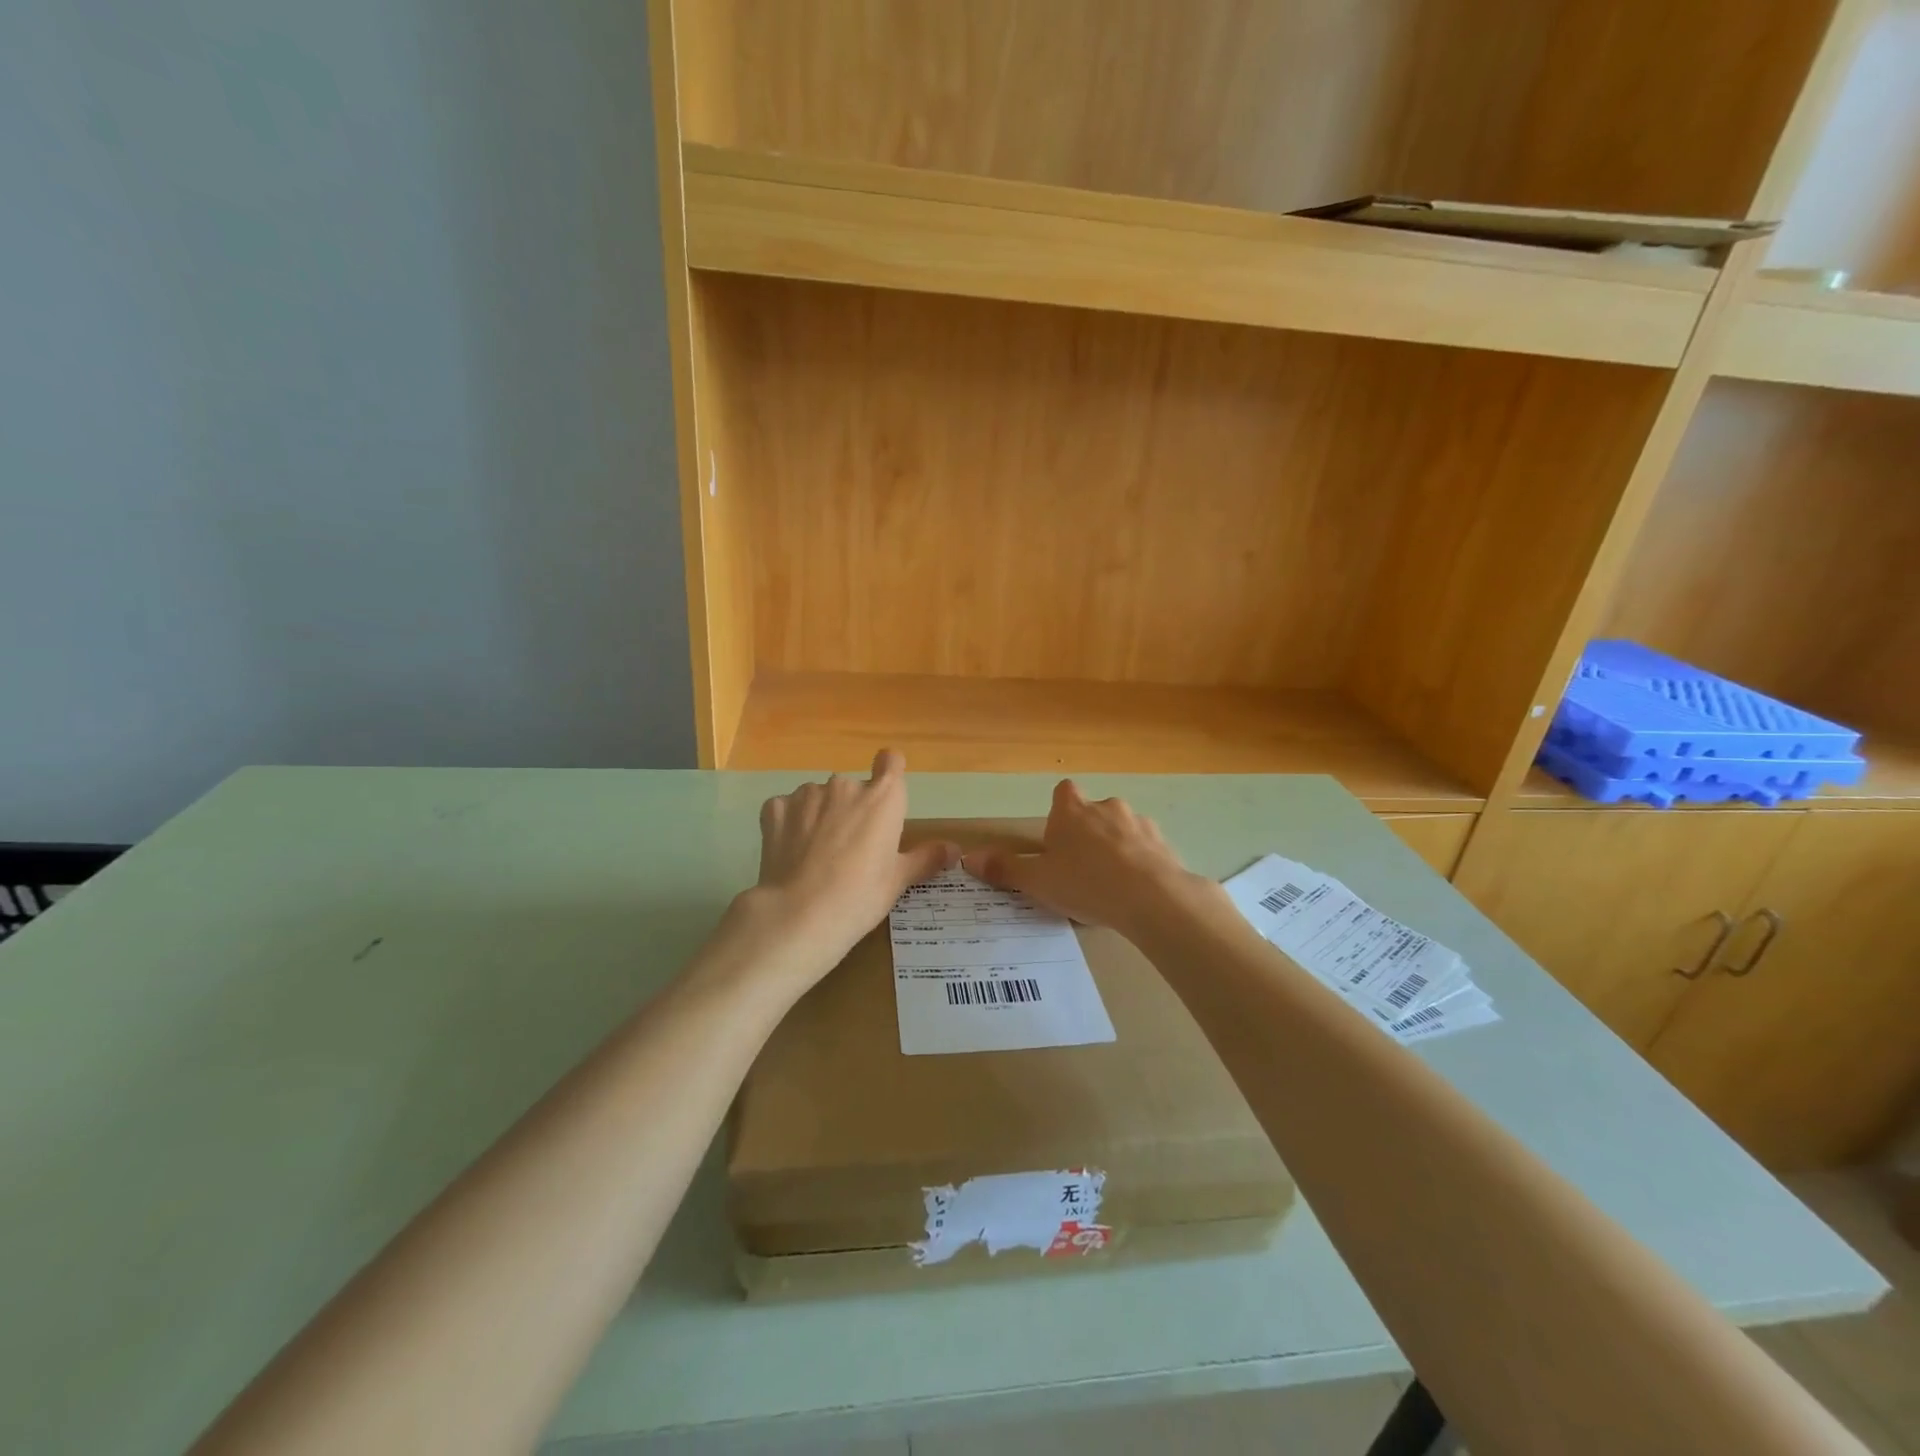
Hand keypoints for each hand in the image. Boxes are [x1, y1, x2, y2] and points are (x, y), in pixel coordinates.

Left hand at [747, 750, 957, 983]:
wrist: (800, 914)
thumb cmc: (860, 896)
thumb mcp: (898, 880)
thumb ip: (926, 858)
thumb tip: (955, 849)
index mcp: (883, 798)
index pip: (891, 761)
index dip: (889, 771)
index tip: (884, 794)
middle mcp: (846, 786)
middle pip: (853, 788)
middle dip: (851, 809)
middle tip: (848, 848)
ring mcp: (807, 794)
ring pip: (818, 797)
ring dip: (819, 815)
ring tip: (815, 854)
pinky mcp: (775, 808)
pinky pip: (786, 808)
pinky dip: (789, 824)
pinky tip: (789, 852)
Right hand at [961, 780, 1215, 939]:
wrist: (1152, 898)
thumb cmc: (1086, 883)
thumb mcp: (1038, 881)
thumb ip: (1005, 869)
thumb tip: (969, 858)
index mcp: (1072, 810)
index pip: (1064, 792)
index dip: (1060, 811)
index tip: (1057, 838)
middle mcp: (1106, 807)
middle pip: (1093, 811)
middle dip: (1088, 833)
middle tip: (1080, 869)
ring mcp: (1139, 823)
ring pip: (1122, 829)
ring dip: (1116, 847)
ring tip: (1111, 885)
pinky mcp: (1164, 843)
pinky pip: (1146, 849)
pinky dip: (1140, 862)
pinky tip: (1136, 892)